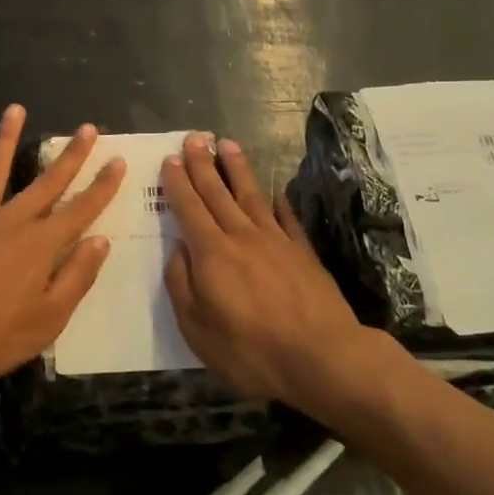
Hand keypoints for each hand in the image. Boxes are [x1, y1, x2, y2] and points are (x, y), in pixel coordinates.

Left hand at [0, 105, 125, 385]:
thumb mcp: (47, 321)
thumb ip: (76, 278)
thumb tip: (99, 241)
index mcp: (40, 244)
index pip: (81, 209)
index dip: (102, 186)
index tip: (118, 161)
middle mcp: (10, 221)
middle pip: (47, 181)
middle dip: (71, 155)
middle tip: (87, 128)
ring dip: (6, 139)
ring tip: (15, 110)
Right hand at [161, 133, 372, 417]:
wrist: (322, 358)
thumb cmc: (251, 351)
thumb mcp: (197, 329)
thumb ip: (181, 285)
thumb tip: (178, 250)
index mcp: (212, 254)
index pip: (189, 208)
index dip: (178, 183)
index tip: (171, 159)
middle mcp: (242, 236)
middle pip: (218, 193)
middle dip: (203, 163)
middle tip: (195, 137)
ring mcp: (276, 240)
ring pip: (251, 195)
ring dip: (237, 169)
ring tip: (228, 144)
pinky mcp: (303, 252)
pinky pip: (287, 218)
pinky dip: (279, 203)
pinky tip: (275, 192)